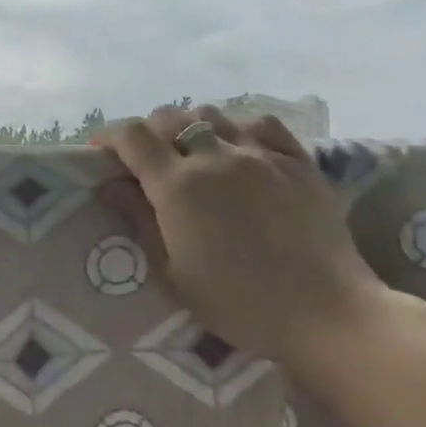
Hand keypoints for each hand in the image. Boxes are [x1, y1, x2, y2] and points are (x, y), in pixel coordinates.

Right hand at [92, 105, 388, 366]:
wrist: (323, 312)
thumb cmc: (237, 303)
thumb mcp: (172, 273)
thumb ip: (140, 221)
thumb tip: (111, 185)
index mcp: (178, 187)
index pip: (132, 137)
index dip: (110, 138)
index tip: (101, 154)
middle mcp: (215, 157)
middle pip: (170, 118)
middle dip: (148, 133)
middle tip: (145, 161)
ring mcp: (261, 154)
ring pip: (213, 114)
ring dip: (191, 127)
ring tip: (192, 153)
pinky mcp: (298, 160)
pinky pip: (260, 124)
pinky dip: (238, 128)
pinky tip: (239, 150)